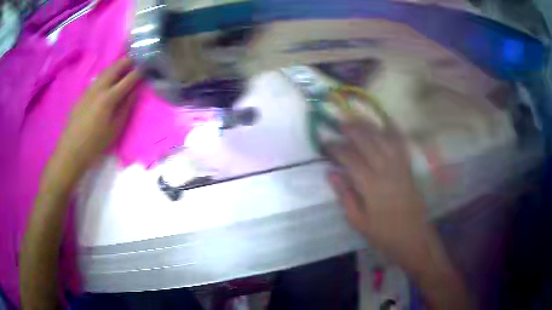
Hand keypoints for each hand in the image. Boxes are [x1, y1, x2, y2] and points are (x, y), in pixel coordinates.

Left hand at [54, 58, 140, 174]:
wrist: (72, 149)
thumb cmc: (96, 143)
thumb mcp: (115, 128)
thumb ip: (126, 107)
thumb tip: (136, 91)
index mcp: (109, 98)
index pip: (128, 79)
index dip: (140, 71)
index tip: (148, 65)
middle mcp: (99, 87)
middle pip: (116, 67)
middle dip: (128, 61)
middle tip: (138, 60)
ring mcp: (90, 88)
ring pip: (106, 70)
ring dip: (118, 65)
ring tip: (126, 64)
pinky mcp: (84, 92)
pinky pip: (99, 77)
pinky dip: (108, 73)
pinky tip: (110, 78)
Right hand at [325, 120, 433, 270]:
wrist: (413, 238)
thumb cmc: (384, 234)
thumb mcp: (359, 222)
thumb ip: (345, 196)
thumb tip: (331, 173)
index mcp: (371, 187)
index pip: (351, 159)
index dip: (336, 148)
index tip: (325, 143)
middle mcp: (387, 171)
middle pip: (368, 142)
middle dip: (352, 130)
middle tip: (339, 124)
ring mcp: (400, 167)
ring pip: (384, 139)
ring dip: (370, 127)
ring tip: (357, 120)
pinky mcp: (409, 168)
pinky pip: (401, 145)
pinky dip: (393, 132)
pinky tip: (385, 123)